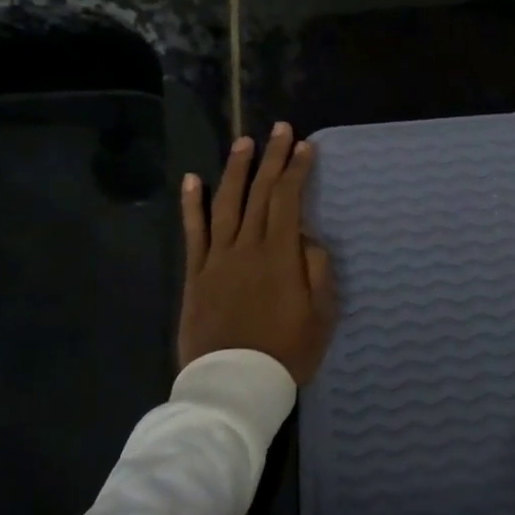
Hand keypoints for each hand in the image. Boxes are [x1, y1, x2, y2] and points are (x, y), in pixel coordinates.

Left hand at [179, 122, 335, 384]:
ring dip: (236, 170)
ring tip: (244, 142)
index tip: (306, 146)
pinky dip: (192, 204)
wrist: (234, 386)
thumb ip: (317, 269)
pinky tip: (193, 179)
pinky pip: (194, 232)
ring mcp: (217, 258)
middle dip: (272, 158)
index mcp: (280, 254)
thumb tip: (306, 237)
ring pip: (227, 203)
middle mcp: (247, 246)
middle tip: (280, 129)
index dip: (298, 170)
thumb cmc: (286, 351)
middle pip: (260, 193)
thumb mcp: (321, 314)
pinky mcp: (196, 274)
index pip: (289, 199)